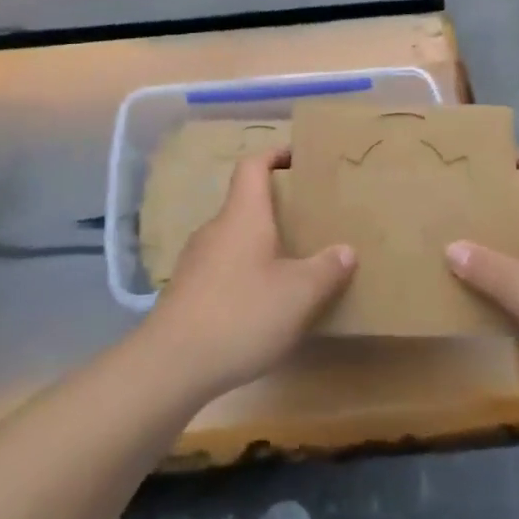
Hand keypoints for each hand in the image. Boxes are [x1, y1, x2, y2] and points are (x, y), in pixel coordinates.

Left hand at [143, 149, 355, 399]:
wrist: (172, 363)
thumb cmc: (242, 313)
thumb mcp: (298, 294)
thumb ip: (326, 269)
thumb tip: (346, 250)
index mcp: (243, 215)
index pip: (252, 166)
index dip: (274, 155)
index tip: (297, 158)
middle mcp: (216, 228)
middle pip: (244, 203)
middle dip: (275, 208)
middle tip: (308, 221)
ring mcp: (196, 260)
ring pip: (234, 238)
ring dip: (260, 244)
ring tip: (290, 264)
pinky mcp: (187, 291)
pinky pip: (222, 267)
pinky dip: (244, 272)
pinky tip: (261, 302)